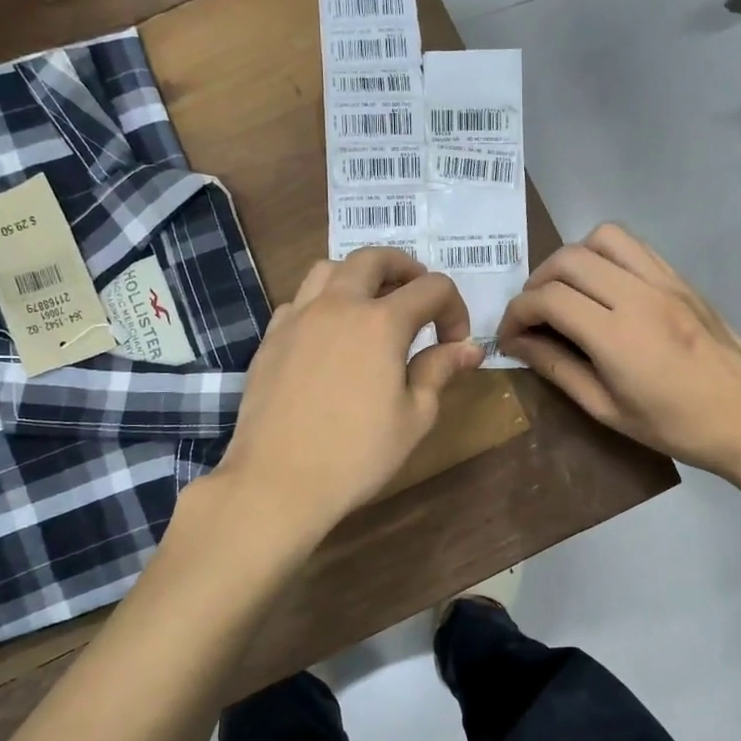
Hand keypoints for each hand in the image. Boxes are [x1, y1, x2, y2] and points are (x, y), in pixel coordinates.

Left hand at [215, 247, 484, 537]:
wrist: (277, 481)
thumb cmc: (357, 455)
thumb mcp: (414, 417)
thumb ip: (439, 371)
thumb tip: (469, 348)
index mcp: (382, 322)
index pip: (431, 288)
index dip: (454, 308)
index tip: (455, 342)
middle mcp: (338, 305)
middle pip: (374, 258)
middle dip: (405, 269)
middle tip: (418, 297)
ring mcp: (298, 317)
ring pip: (329, 268)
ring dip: (358, 276)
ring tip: (371, 305)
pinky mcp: (271, 337)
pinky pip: (299, 299)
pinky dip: (322, 302)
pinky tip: (329, 334)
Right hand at [496, 223, 740, 510]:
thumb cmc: (675, 426)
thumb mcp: (607, 409)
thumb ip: (558, 369)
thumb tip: (519, 344)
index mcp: (616, 336)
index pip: (548, 299)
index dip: (516, 313)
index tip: (509, 335)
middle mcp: (638, 295)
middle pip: (568, 260)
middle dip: (536, 282)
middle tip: (532, 313)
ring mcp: (664, 281)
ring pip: (603, 237)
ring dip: (572, 258)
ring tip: (566, 289)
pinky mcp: (681, 279)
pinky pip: (635, 246)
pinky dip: (606, 255)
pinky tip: (603, 286)